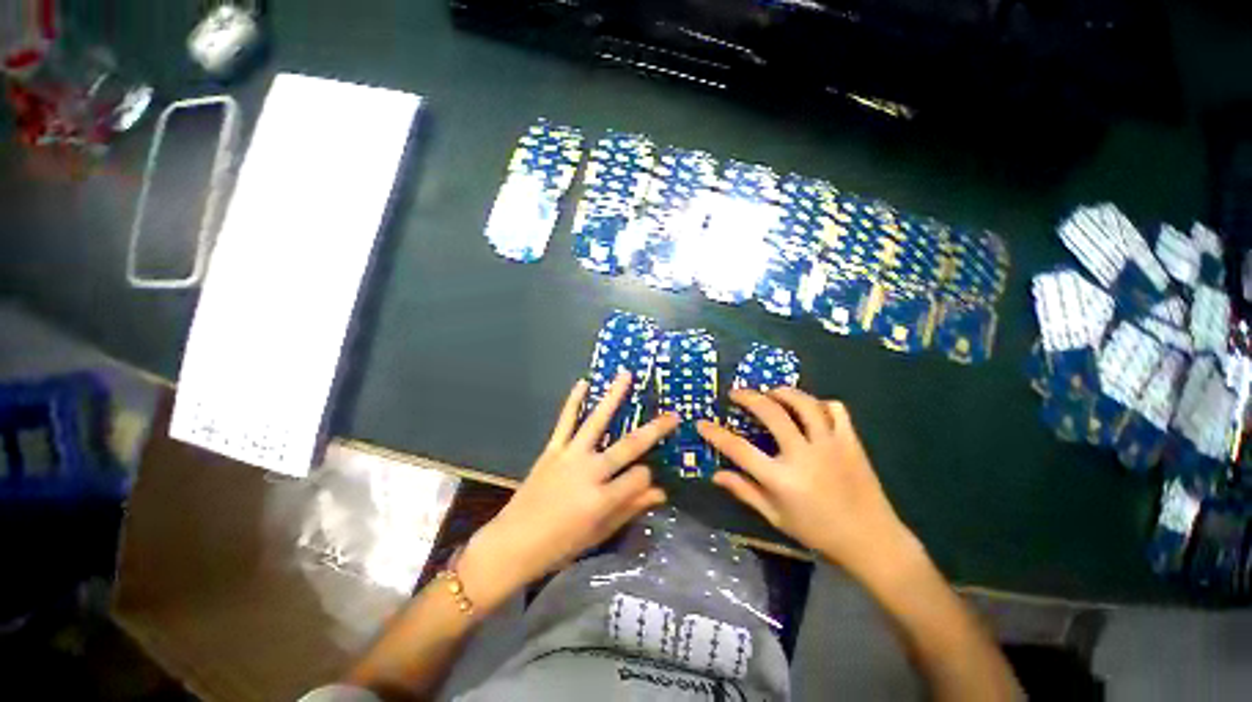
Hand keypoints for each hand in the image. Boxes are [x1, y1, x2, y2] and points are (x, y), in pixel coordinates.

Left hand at [459, 373, 677, 612]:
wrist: (512, 544)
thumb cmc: (559, 546)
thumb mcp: (599, 533)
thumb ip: (630, 509)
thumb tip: (662, 492)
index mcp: (602, 499)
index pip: (639, 477)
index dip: (649, 477)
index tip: (648, 480)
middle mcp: (589, 472)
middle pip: (629, 445)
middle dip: (654, 430)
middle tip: (672, 415)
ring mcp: (570, 456)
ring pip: (596, 422)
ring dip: (613, 397)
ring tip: (626, 376)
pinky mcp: (552, 450)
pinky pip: (565, 422)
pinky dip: (573, 401)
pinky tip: (583, 383)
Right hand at [697, 388, 916, 580]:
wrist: (871, 541)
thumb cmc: (818, 532)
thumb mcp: (776, 517)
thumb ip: (745, 492)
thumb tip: (716, 474)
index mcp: (781, 478)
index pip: (739, 449)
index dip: (716, 434)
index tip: (702, 423)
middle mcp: (803, 455)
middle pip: (771, 414)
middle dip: (748, 397)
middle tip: (736, 392)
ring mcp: (830, 445)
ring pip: (804, 404)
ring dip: (783, 392)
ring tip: (771, 392)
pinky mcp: (851, 442)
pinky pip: (835, 410)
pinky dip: (820, 403)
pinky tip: (810, 408)